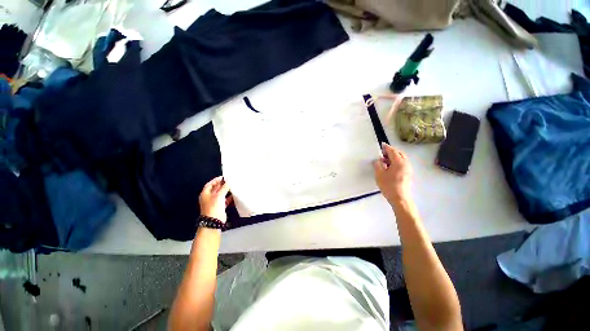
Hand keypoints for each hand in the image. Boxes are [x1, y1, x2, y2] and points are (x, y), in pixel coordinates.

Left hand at [199, 176, 231, 222]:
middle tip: (229, 181)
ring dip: (226, 191)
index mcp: (205, 194)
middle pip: (215, 189)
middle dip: (222, 185)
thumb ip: (224, 187)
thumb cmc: (213, 208)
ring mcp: (214, 202)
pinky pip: (224, 200)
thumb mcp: (219, 195)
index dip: (216, 180)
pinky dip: (228, 198)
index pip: (210, 184)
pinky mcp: (219, 207)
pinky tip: (233, 196)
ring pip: (221, 194)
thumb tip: (228, 182)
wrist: (214, 221)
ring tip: (232, 187)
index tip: (223, 177)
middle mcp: (209, 198)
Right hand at [373, 143, 412, 204]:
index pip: (393, 151)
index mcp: (399, 162)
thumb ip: (378, 165)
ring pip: (401, 158)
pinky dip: (396, 162)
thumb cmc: (388, 186)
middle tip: (382, 153)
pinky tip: (389, 167)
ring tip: (384, 160)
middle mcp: (406, 164)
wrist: (400, 198)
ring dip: (393, 157)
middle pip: (399, 153)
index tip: (382, 144)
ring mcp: (408, 169)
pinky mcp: (408, 174)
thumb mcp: (379, 174)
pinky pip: (402, 163)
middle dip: (391, 151)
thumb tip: (378, 160)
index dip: (386, 147)